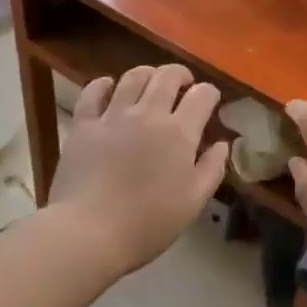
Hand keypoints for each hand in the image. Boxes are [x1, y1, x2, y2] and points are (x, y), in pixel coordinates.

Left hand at [48, 64, 228, 274]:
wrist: (90, 231)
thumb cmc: (148, 223)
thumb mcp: (194, 202)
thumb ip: (212, 168)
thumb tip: (222, 143)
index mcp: (179, 132)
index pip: (202, 95)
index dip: (210, 93)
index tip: (210, 101)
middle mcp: (148, 113)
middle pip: (167, 76)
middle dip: (181, 75)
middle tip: (183, 86)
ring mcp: (113, 115)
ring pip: (133, 77)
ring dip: (147, 74)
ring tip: (151, 83)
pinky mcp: (84, 124)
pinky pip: (93, 91)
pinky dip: (104, 84)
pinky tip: (109, 87)